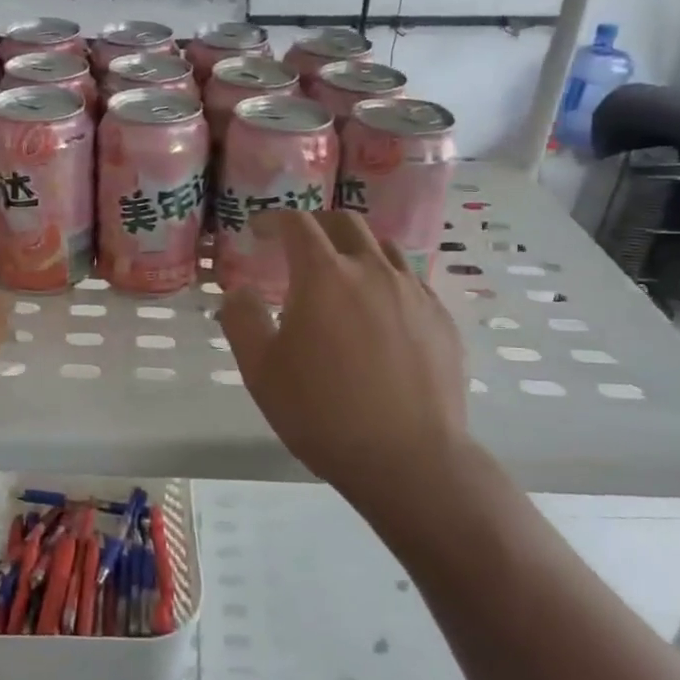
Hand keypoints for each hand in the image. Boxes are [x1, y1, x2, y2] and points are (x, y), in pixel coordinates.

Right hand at [218, 211, 475, 499]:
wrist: (409, 459)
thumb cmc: (323, 413)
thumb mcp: (261, 371)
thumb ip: (241, 320)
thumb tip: (238, 291)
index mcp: (324, 276)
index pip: (297, 223)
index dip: (273, 219)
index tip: (258, 230)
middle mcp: (372, 270)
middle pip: (345, 222)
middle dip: (316, 224)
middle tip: (298, 244)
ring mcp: (414, 292)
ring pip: (384, 248)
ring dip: (356, 249)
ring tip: (342, 274)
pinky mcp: (442, 319)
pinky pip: (411, 281)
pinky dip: (387, 280)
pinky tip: (379, 312)